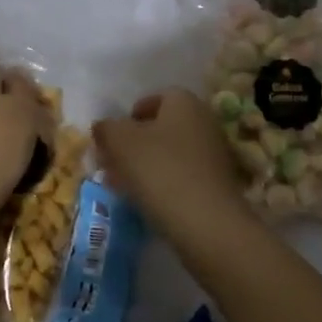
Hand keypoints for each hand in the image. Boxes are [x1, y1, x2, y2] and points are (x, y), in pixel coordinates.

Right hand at [92, 89, 246, 236]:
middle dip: (136, 143)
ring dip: (148, 165)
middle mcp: (204, 121)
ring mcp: (215, 154)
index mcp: (184, 102)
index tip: (113, 138)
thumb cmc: (160, 170)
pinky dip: (164, 183)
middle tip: (114, 163)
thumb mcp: (120, 142)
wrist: (206, 223)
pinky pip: (183, 176)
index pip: (154, 99)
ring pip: (171, 153)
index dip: (130, 116)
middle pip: (162, 127)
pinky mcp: (218, 185)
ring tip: (124, 186)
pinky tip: (147, 201)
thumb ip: (106, 128)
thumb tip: (103, 127)